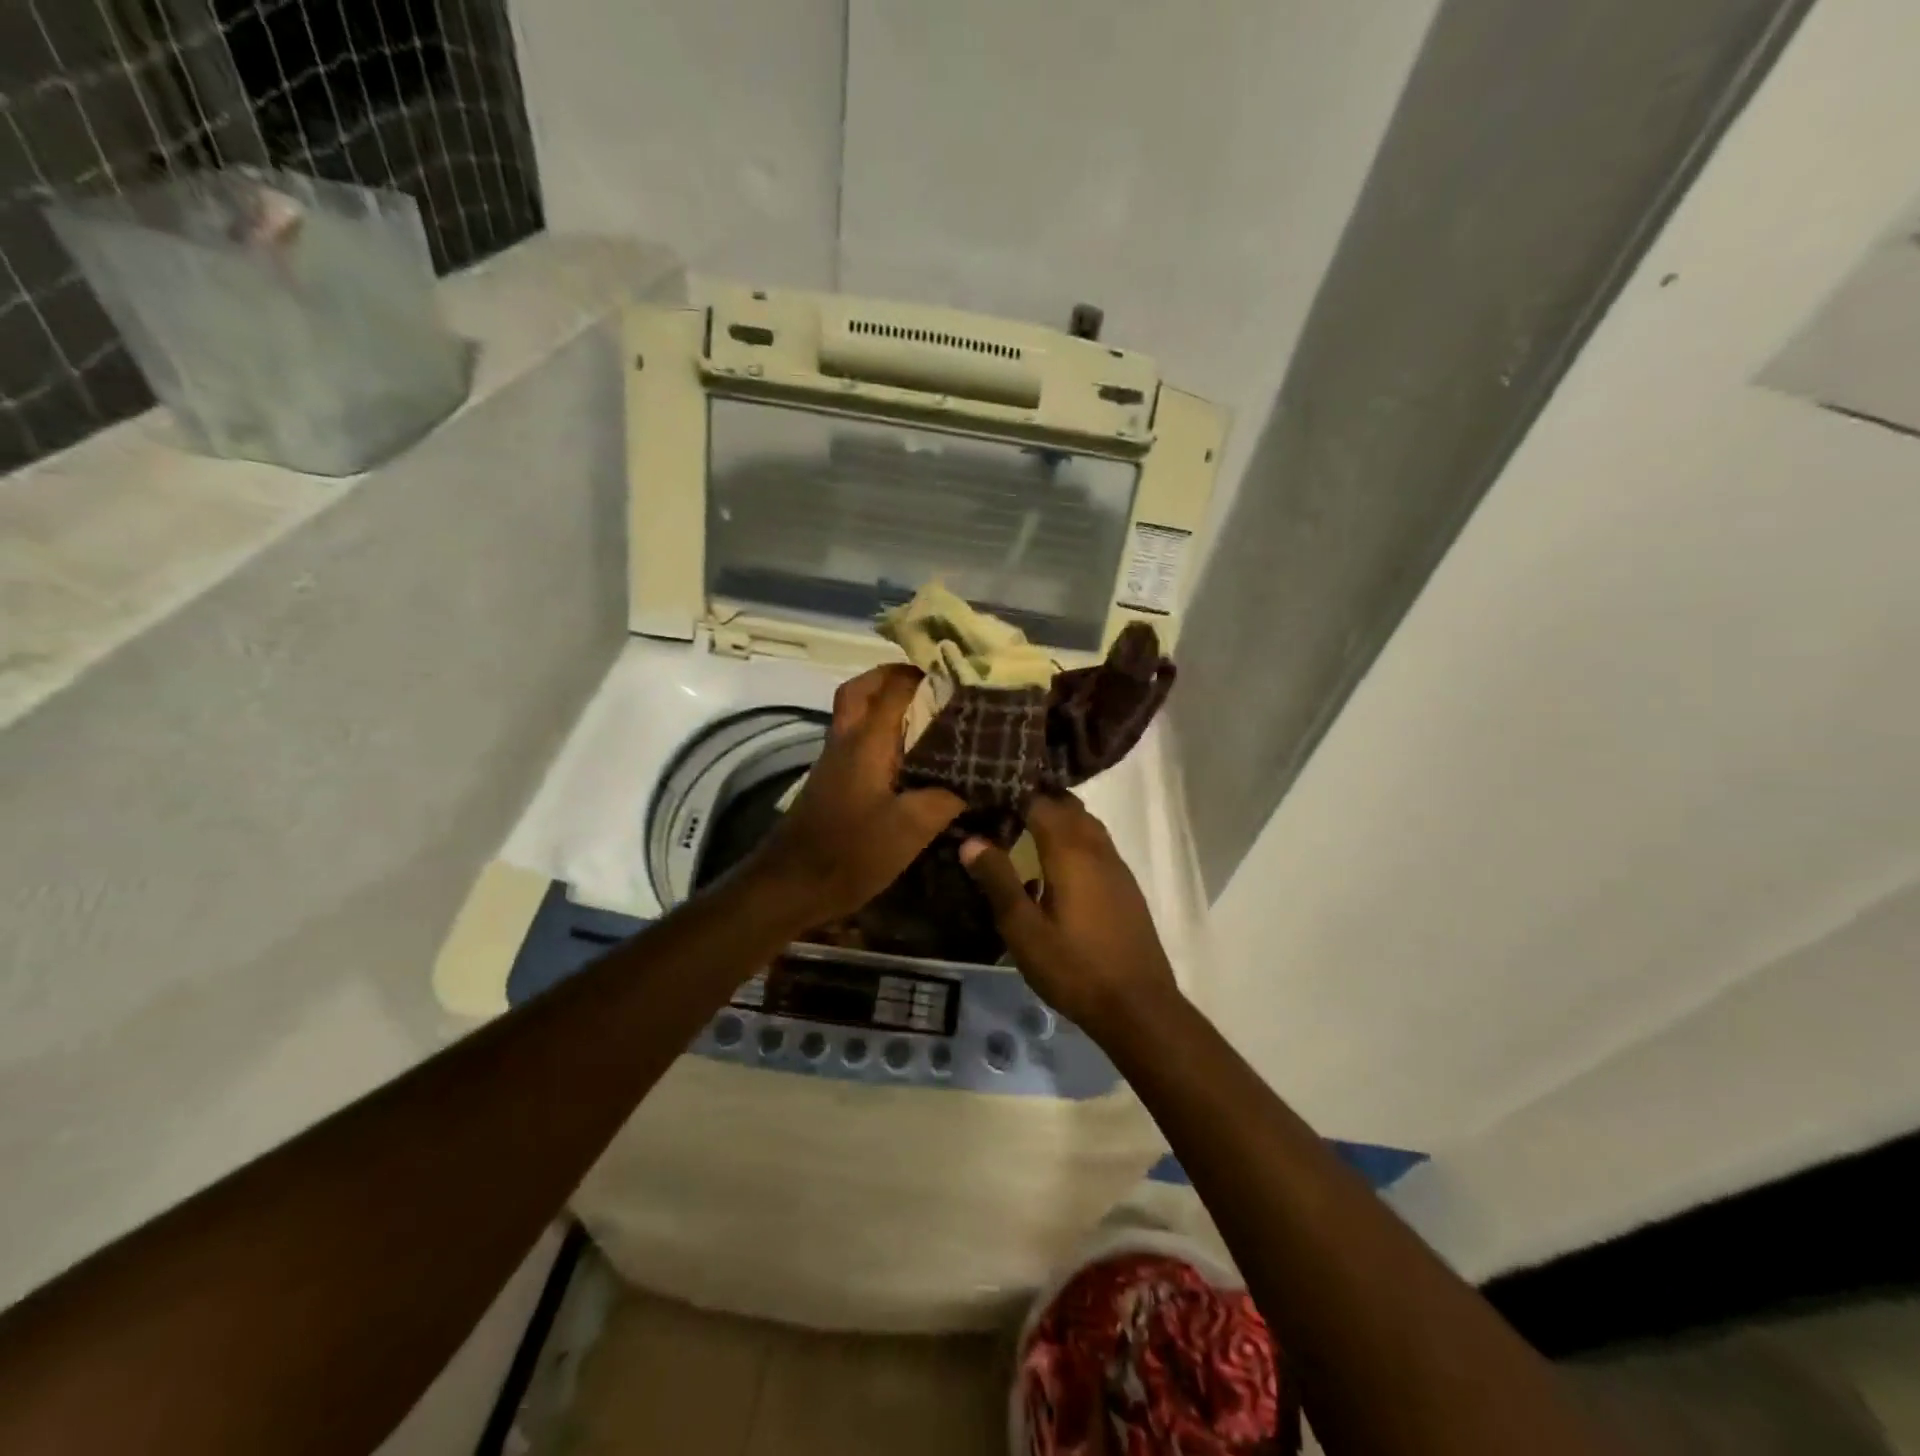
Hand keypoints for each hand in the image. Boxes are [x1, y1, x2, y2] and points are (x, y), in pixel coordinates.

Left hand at [748, 665, 964, 925]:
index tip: (960, 676)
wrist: (792, 885)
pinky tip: (911, 758)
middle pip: (862, 690)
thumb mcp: (911, 828)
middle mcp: (847, 740)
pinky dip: (881, 735)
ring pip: (857, 715)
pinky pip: (858, 742)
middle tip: (931, 686)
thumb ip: (947, 797)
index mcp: (867, 740)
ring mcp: (835, 761)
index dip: (925, 676)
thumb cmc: (852, 851)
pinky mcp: (833, 783)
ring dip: (885, 705)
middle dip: (893, 679)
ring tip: (930, 716)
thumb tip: (978, 780)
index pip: (895, 688)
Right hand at [959, 792, 1179, 1033]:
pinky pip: (1097, 845)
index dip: (1013, 794)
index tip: (986, 795)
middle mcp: (1097, 849)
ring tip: (1026, 831)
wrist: (1138, 1006)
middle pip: (1068, 807)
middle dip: (1037, 800)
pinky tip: (1057, 866)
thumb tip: (971, 840)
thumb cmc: (1074, 968)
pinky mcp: (1126, 887)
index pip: (1040, 803)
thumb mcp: (1024, 930)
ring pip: (1087, 824)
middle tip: (1003, 808)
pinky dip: (1075, 839)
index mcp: (1070, 852)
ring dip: (1059, 818)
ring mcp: (1116, 867)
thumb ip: (998, 881)